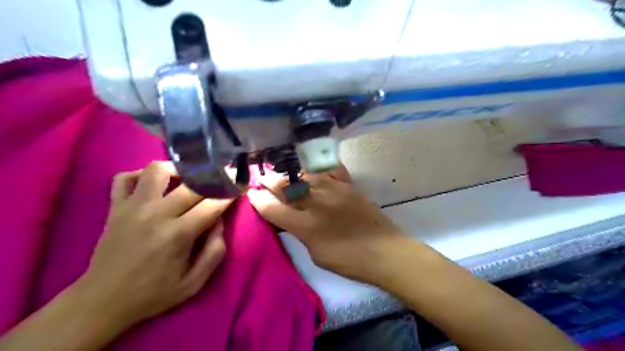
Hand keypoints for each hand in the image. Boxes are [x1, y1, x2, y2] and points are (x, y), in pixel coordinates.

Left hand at [75, 162, 230, 329]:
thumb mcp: (195, 282)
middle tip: (223, 178)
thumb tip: (219, 220)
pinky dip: (141, 175)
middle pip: (191, 184)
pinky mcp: (115, 207)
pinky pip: (125, 177)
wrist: (103, 301)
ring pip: (157, 170)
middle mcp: (156, 214)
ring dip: (178, 170)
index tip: (239, 187)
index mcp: (178, 234)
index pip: (213, 204)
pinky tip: (155, 185)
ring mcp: (132, 207)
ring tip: (188, 179)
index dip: (230, 193)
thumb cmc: (154, 293)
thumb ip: (215, 251)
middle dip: (213, 178)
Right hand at [247, 166, 408, 283]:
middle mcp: (317, 202)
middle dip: (269, 181)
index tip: (251, 194)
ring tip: (283, 174)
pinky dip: (318, 168)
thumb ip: (298, 232)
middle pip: (285, 185)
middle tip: (262, 179)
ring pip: (304, 174)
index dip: (258, 200)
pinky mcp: (349, 185)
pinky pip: (330, 169)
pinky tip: (313, 169)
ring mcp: (334, 189)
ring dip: (290, 173)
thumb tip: (286, 218)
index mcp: (306, 225)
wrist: (384, 251)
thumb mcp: (316, 254)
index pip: (272, 208)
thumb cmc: (348, 260)